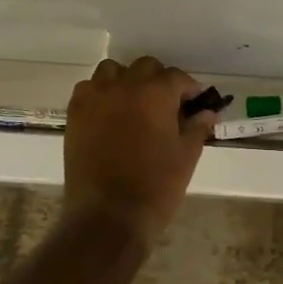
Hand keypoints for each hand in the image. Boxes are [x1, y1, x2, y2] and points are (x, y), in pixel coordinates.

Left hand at [63, 57, 217, 243]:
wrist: (108, 216)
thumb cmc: (156, 187)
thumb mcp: (187, 156)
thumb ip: (197, 128)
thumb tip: (207, 113)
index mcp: (156, 93)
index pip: (178, 77)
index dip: (189, 89)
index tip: (195, 103)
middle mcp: (125, 85)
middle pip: (146, 67)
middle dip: (159, 81)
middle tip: (167, 106)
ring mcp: (96, 97)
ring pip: (113, 71)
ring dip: (127, 81)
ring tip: (134, 104)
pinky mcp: (75, 114)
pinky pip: (88, 89)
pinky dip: (100, 94)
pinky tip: (109, 115)